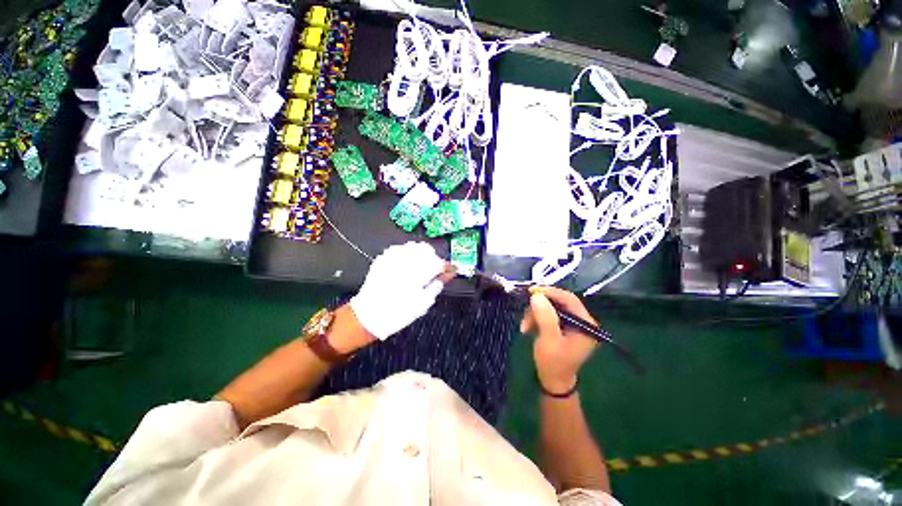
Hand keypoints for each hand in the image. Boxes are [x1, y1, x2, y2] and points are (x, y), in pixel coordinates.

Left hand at [350, 242, 452, 339]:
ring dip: (422, 254)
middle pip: (426, 250)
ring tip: (422, 265)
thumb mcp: (422, 304)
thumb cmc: (398, 314)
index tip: (450, 270)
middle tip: (435, 269)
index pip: (437, 263)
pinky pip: (400, 248)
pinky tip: (408, 263)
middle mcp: (403, 263)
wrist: (369, 316)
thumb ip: (436, 286)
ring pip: (413, 246)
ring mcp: (392, 259)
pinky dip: (408, 253)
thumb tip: (447, 275)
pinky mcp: (383, 259)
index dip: (446, 266)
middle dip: (434, 258)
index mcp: (415, 276)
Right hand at [520, 286, 598, 392]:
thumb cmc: (553, 363)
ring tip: (524, 326)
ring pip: (550, 307)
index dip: (551, 293)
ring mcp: (572, 323)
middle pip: (559, 302)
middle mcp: (581, 320)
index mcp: (586, 324)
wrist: (553, 381)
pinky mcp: (563, 325)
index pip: (569, 299)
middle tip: (525, 309)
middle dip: (540, 306)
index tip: (532, 291)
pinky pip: (547, 313)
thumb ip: (545, 317)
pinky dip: (536, 317)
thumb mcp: (548, 340)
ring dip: (535, 313)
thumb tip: (536, 295)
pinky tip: (528, 327)